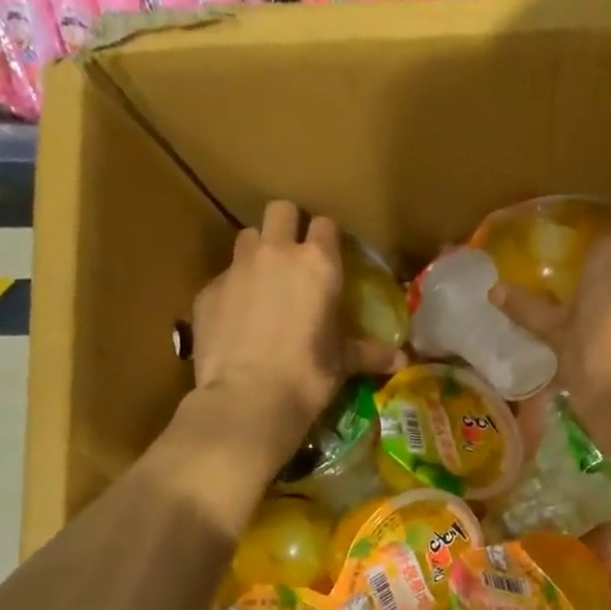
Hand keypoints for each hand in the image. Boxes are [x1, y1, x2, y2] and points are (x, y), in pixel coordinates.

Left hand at [184, 201, 397, 464]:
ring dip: (257, 251)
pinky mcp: (207, 290)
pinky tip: (239, 319)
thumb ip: (370, 353)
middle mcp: (276, 253)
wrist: (248, 399)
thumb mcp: (343, 362)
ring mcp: (237, 268)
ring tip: (264, 282)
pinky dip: (233, 289)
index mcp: (318, 264)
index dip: (328, 238)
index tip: (330, 255)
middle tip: (294, 257)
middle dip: (288, 225)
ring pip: (247, 236)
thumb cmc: (308, 375)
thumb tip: (403, 360)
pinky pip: (224, 276)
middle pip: (280, 211)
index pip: (325, 225)